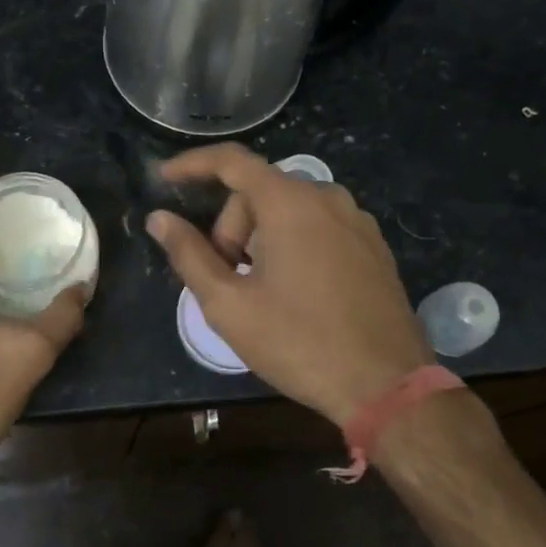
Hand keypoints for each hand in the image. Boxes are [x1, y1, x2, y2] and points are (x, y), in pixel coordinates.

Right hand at [147, 144, 431, 424]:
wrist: (386, 385)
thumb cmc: (299, 343)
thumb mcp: (230, 305)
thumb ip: (189, 255)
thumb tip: (159, 219)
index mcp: (291, 203)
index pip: (232, 161)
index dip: (192, 165)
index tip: (164, 179)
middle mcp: (328, 198)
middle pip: (260, 193)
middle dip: (231, 228)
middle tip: (226, 279)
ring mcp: (357, 221)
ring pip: (289, 210)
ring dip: (261, 239)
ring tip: (259, 291)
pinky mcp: (374, 246)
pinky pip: (319, 227)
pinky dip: (293, 245)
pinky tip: (294, 292)